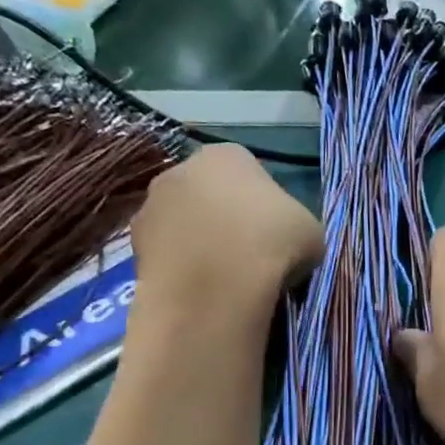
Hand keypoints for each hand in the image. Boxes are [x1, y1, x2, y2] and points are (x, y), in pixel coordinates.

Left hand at [131, 145, 322, 314]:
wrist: (216, 288)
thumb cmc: (272, 244)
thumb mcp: (310, 231)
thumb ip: (296, 224)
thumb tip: (286, 238)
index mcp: (228, 155)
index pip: (249, 171)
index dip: (265, 202)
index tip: (276, 231)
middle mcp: (181, 169)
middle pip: (210, 192)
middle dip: (226, 218)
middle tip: (251, 253)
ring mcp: (151, 206)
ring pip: (185, 222)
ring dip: (201, 241)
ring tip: (226, 276)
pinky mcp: (134, 245)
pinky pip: (168, 252)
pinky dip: (183, 266)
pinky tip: (203, 289)